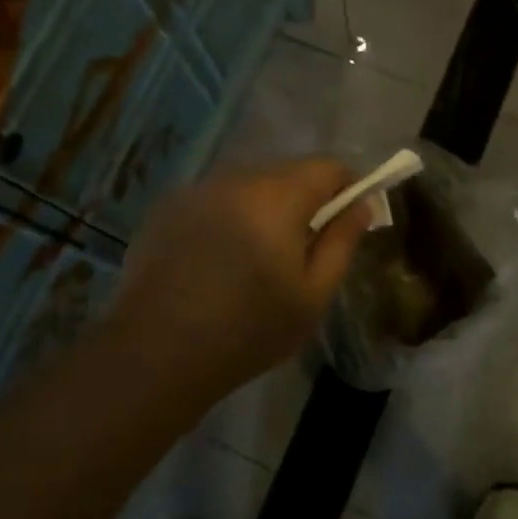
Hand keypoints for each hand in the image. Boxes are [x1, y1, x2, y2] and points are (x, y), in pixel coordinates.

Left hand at [108, 158, 369, 406]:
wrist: (156, 352)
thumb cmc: (249, 329)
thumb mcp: (312, 295)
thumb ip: (342, 242)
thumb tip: (361, 205)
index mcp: (278, 196)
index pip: (327, 167)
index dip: (347, 186)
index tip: (349, 218)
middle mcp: (236, 179)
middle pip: (286, 173)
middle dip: (304, 201)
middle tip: (302, 249)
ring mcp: (197, 190)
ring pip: (248, 186)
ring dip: (262, 209)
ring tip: (255, 259)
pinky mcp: (167, 208)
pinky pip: (214, 200)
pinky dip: (227, 218)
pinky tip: (216, 261)